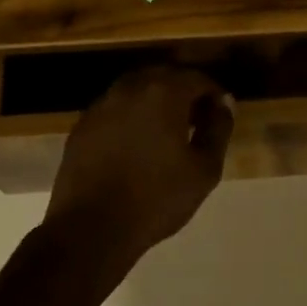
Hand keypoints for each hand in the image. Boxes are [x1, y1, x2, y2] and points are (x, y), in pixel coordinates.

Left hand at [44, 67, 234, 266]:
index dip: (214, 93)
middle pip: (165, 77)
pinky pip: (115, 109)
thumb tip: (224, 103)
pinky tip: (136, 144)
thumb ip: (218, 129)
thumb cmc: (157, 198)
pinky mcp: (82, 125)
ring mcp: (101, 105)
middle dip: (184, 92)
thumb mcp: (204, 169)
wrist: (91, 228)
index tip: (221, 115)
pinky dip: (131, 116)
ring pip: (137, 89)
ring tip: (167, 131)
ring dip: (155, 101)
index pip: (197, 78)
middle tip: (197, 120)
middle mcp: (130, 88)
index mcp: (163, 93)